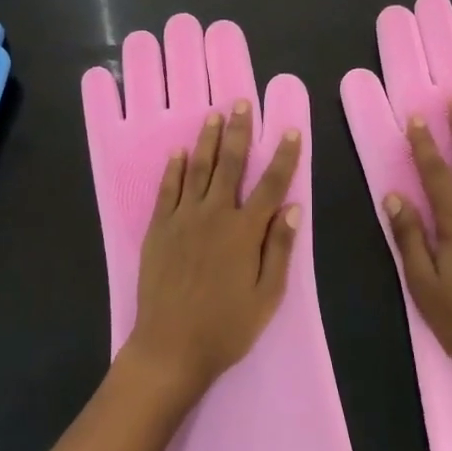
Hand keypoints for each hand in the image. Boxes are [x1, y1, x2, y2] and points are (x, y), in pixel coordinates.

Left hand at [123, 99, 302, 398]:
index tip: (291, 131)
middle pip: (230, 164)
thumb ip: (279, 249)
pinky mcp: (159, 228)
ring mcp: (183, 218)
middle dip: (239, 131)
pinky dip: (174, 168)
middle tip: (241, 103)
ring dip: (207, 140)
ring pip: (198, 168)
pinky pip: (168, 189)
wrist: (170, 346)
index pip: (271, 184)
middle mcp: (215, 214)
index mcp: (245, 231)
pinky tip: (178, 151)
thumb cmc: (226, 327)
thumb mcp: (267, 296)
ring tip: (213, 115)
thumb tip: (292, 208)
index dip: (284, 156)